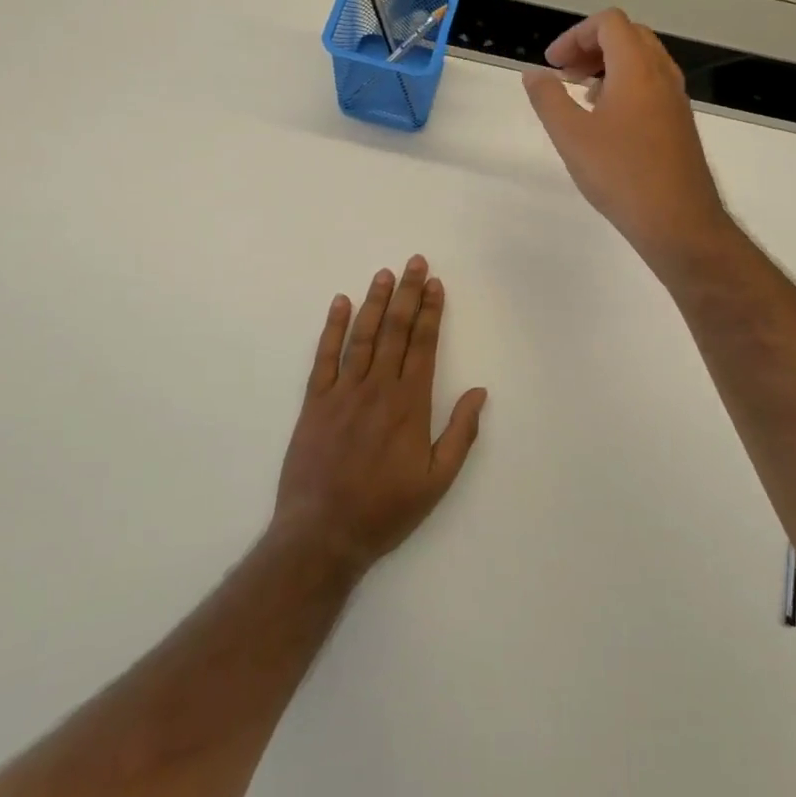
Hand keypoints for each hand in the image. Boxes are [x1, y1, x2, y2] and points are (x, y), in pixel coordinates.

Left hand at [273, 257, 487, 574]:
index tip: (435, 284)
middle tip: (415, 262)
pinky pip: (325, 356)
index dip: (431, 312)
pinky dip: (333, 327)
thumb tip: (480, 393)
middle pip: (395, 330)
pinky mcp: (315, 402)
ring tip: (385, 273)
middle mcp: (378, 388)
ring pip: (363, 336)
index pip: (424, 345)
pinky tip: (340, 303)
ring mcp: (343, 392)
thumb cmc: (386, 509)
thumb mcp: (437, 481)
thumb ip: (460, 434)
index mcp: (410, 404)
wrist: (323, 533)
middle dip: (407, 294)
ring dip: (375, 301)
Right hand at [522, 9, 731, 266]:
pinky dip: (626, 86)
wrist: (678, 221)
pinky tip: (607, 122)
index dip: (575, 35)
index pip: (609, 23)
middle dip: (592, 47)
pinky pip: (652, 85)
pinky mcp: (680, 123)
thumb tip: (533, 73)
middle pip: (628, 36)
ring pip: (643, 61)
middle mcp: (662, 75)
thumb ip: (548, 98)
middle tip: (565, 75)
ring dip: (609, 66)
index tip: (553, 65)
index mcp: (637, 68)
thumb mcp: (571, 136)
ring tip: (582, 96)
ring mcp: (676, 99)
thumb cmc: (620, 174)